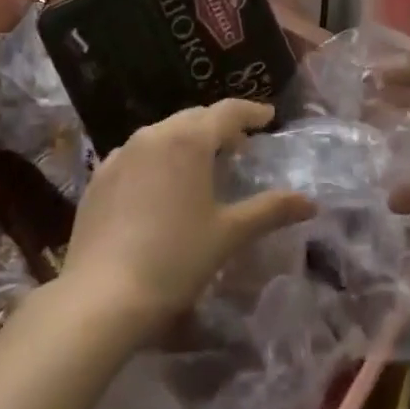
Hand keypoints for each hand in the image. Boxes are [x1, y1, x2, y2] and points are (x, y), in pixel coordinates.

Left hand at [58, 100, 315, 341]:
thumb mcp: (229, 234)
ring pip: (163, 133)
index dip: (251, 112)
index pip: (227, 111)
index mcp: (189, 140)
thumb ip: (270, 210)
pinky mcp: (99, 176)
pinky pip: (137, 154)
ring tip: (201, 166)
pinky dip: (157, 159)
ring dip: (187, 141)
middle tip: (239, 147)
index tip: (268, 117)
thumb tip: (310, 201)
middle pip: (194, 118)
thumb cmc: (175, 259)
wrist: (101, 297)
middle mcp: (154, 134)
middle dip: (219, 127)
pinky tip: (160, 187)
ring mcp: (121, 153)